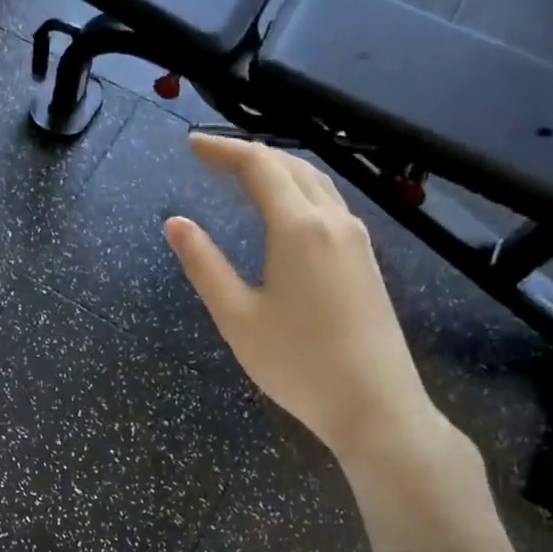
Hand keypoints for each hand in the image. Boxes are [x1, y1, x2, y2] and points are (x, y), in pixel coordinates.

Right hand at [165, 133, 440, 463]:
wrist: (376, 407)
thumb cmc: (297, 364)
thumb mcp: (236, 317)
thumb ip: (204, 265)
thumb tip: (175, 222)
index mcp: (299, 228)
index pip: (259, 166)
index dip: (223, 150)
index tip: (191, 144)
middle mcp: (333, 221)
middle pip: (291, 166)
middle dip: (249, 153)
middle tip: (209, 156)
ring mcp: (356, 239)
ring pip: (316, 182)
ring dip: (277, 169)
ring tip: (241, 175)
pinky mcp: (366, 260)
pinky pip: (329, 204)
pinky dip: (298, 190)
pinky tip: (282, 210)